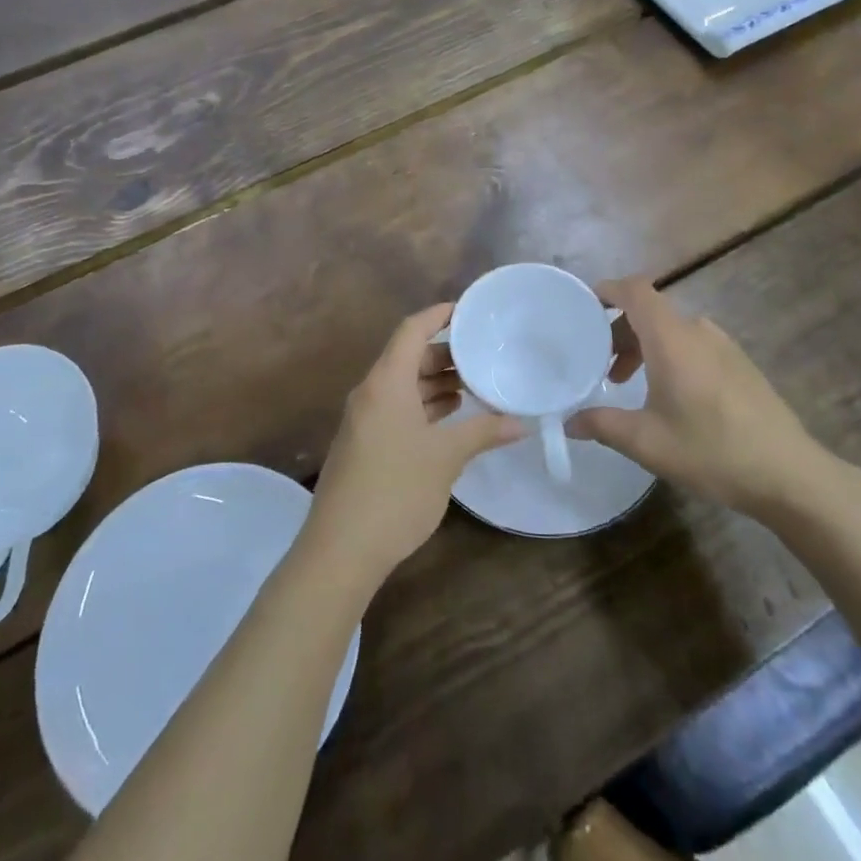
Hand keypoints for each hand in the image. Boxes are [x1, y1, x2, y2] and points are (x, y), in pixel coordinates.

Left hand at [305, 303, 523, 585]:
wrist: (340, 550)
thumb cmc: (395, 491)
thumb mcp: (446, 457)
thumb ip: (483, 432)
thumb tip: (521, 422)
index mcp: (386, 383)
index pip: (411, 330)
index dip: (438, 315)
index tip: (469, 310)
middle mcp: (371, 393)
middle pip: (408, 357)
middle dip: (445, 354)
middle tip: (484, 355)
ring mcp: (364, 420)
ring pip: (403, 386)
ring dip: (436, 383)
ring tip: (475, 386)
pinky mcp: (364, 444)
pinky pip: (397, 409)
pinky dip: (424, 406)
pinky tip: (451, 418)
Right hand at [569, 278, 844, 520]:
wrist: (790, 474)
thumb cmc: (712, 451)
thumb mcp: (647, 442)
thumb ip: (602, 425)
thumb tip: (569, 421)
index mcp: (672, 338)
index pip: (635, 290)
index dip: (608, 289)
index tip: (584, 306)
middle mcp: (698, 330)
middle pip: (650, 311)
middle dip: (619, 330)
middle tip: (601, 365)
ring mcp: (723, 345)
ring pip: (672, 330)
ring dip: (644, 346)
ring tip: (630, 384)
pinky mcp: (740, 363)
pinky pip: (693, 344)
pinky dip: (670, 355)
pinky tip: (669, 396)